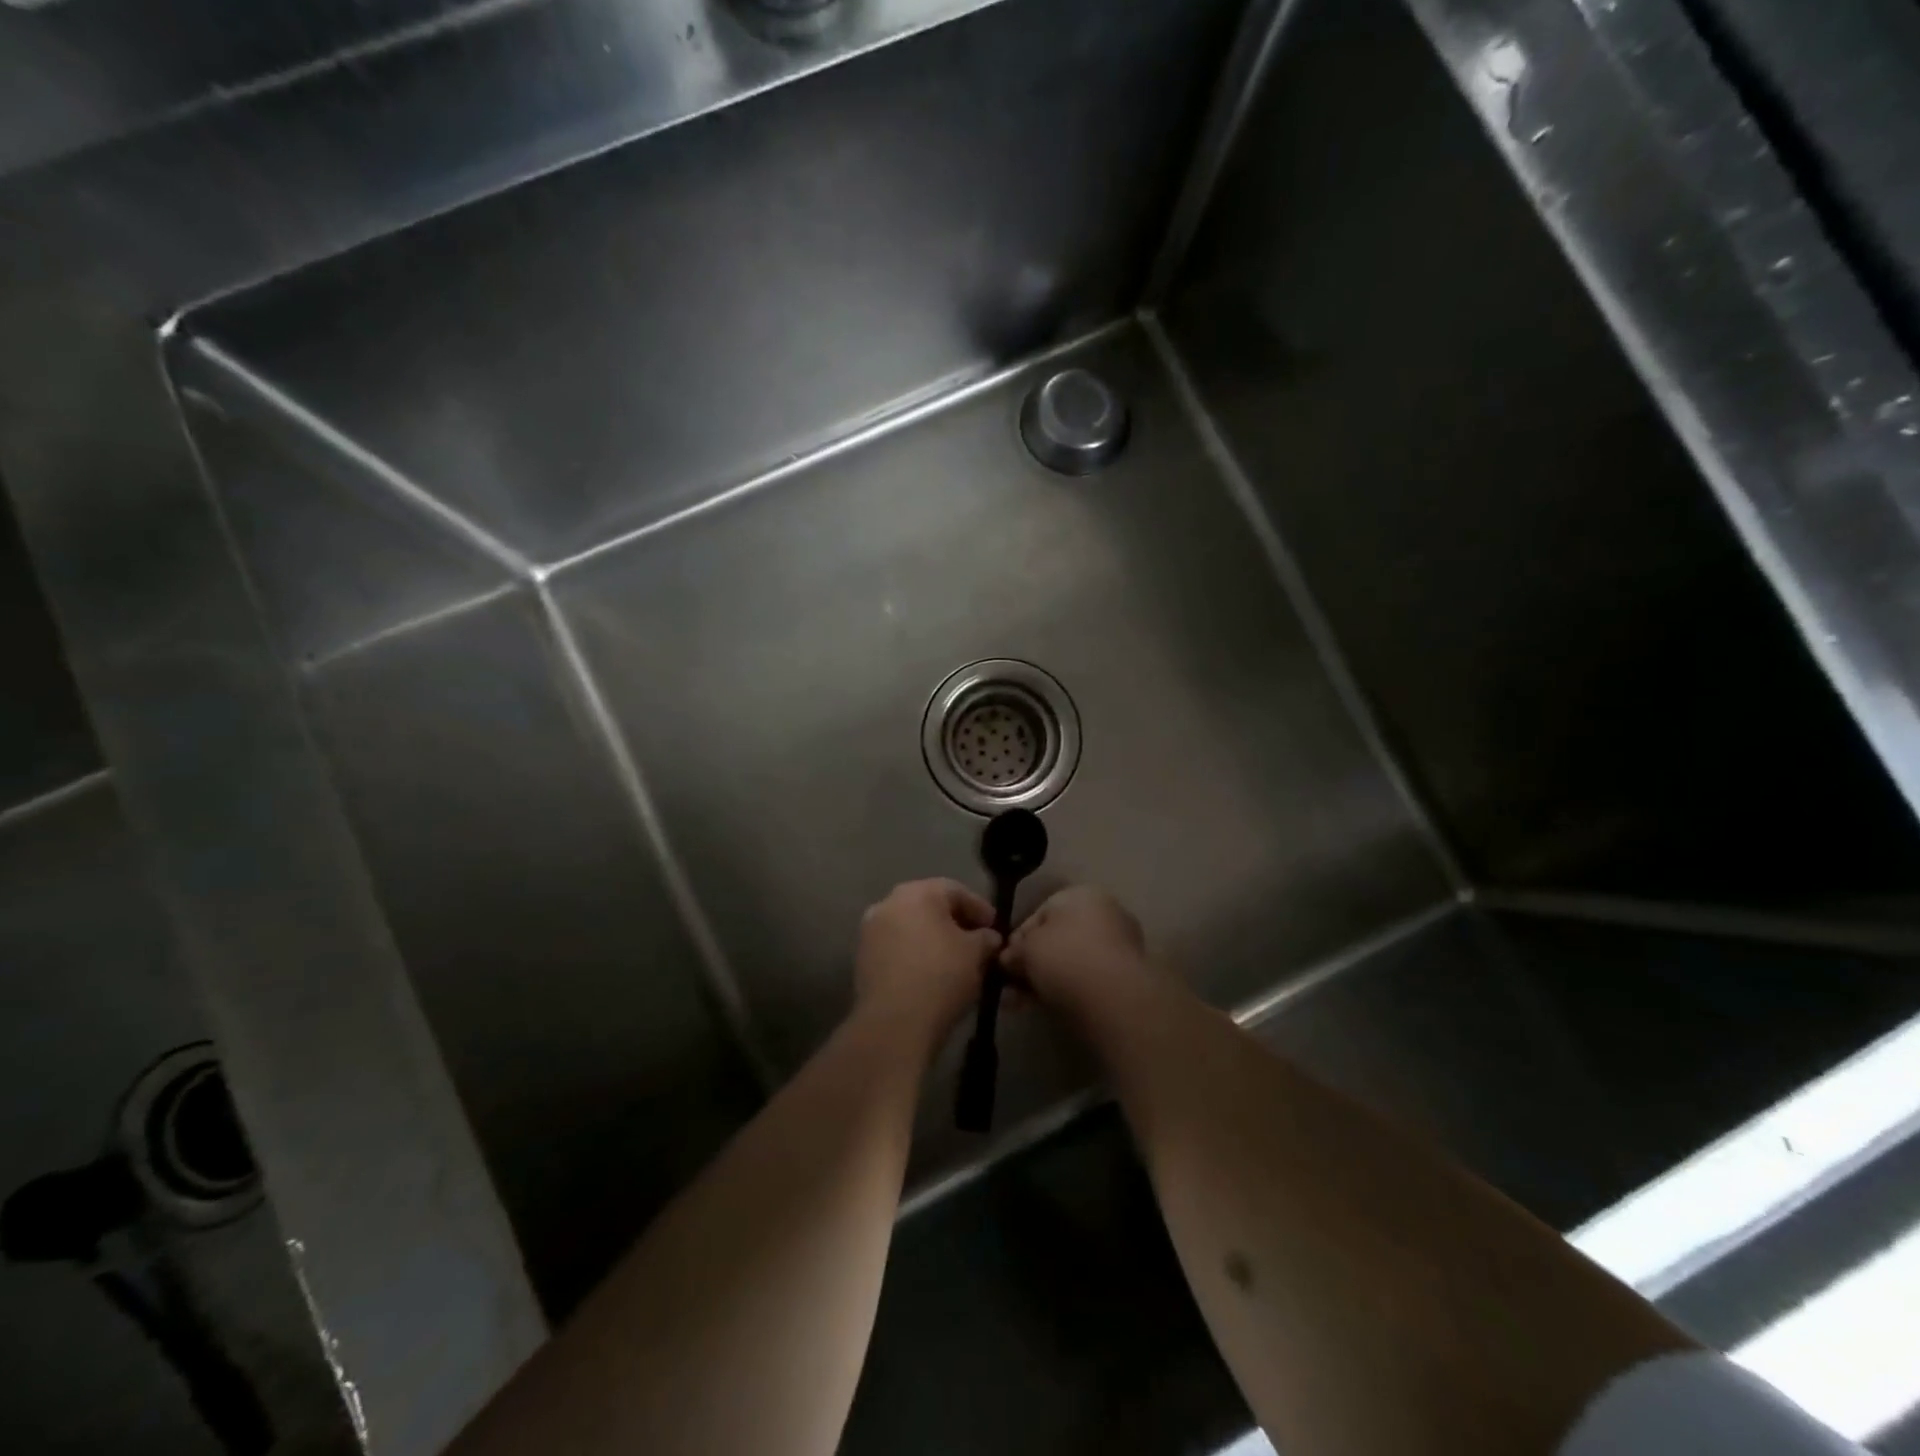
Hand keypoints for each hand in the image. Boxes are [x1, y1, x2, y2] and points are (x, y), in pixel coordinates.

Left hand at [855, 879, 1001, 1044]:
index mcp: (918, 892)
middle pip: (929, 906)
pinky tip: (930, 974)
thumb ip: (986, 938)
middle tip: (976, 942)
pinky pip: (895, 948)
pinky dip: (914, 955)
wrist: (894, 1022)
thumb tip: (988, 938)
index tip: (995, 928)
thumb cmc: (941, 976)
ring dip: (932, 939)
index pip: (955, 891)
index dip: (979, 908)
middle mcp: (888, 903)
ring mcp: (870, 930)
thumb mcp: (976, 954)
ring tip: (954, 961)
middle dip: (954, 922)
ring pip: (910, 927)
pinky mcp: (861, 959)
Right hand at [1002, 886, 1149, 1009]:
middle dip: (1031, 963)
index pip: (1040, 912)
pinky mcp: (1125, 979)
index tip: (1004, 961)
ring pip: (1069, 963)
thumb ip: (1014, 951)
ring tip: (1020, 1003)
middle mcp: (1105, 914)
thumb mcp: (1026, 949)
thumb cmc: (1064, 958)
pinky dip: (1064, 991)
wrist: (1113, 1000)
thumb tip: (1009, 960)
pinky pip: (1086, 981)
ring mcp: (1119, 947)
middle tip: (1011, 986)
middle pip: (1056, 939)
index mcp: (1083, 894)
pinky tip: (1042, 1008)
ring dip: (1043, 980)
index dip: (1018, 937)